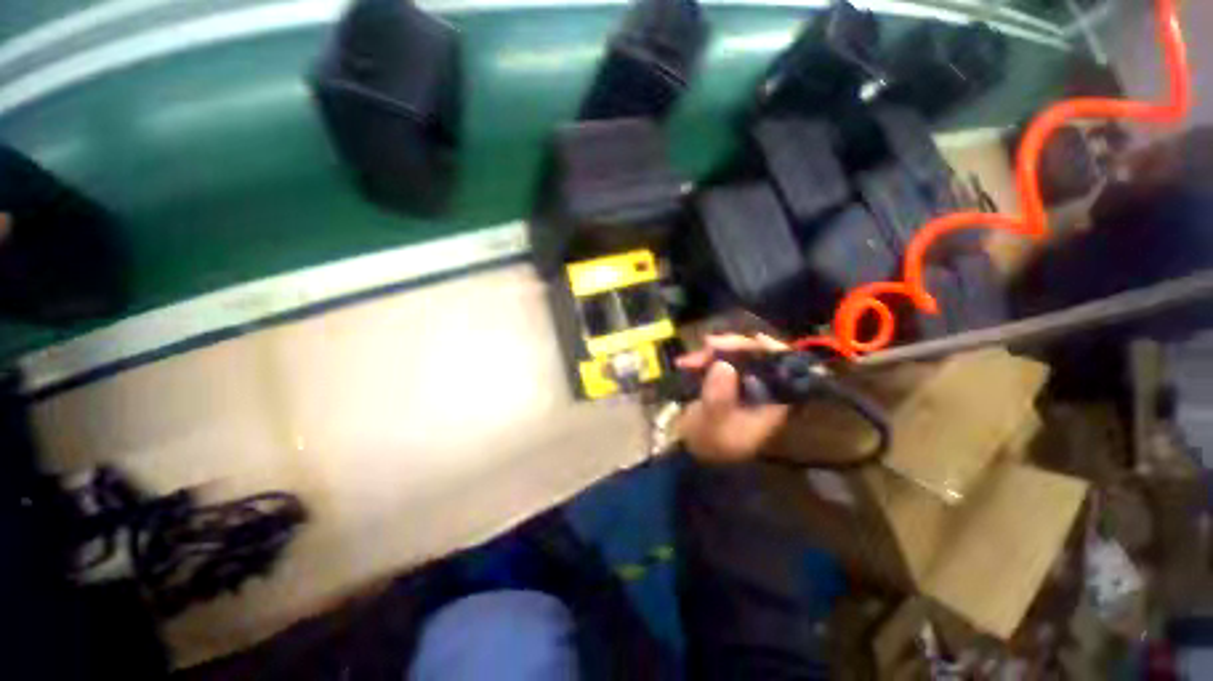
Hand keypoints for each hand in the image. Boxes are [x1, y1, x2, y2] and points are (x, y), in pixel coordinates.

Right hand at [675, 334, 789, 463]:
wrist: (688, 452)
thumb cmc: (707, 441)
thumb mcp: (712, 422)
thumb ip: (718, 397)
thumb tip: (723, 365)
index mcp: (770, 403)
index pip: (785, 371)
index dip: (775, 352)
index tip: (754, 340)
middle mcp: (760, 390)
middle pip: (758, 358)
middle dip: (733, 347)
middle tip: (708, 345)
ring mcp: (741, 384)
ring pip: (736, 357)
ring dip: (713, 352)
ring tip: (689, 359)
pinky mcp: (724, 382)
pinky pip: (718, 362)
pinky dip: (703, 359)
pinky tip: (685, 362)